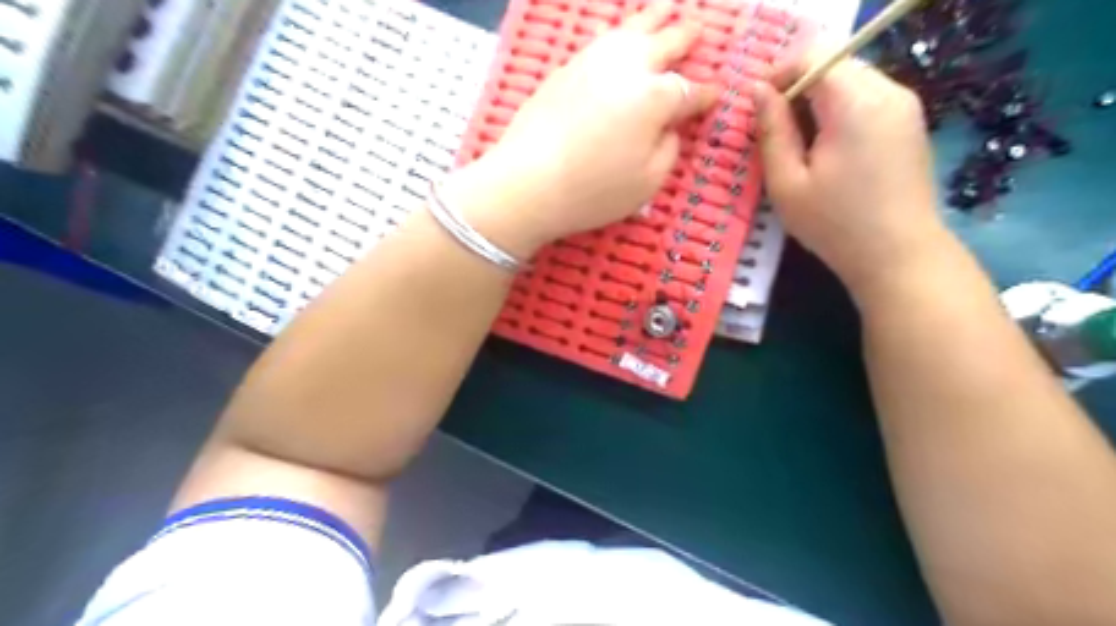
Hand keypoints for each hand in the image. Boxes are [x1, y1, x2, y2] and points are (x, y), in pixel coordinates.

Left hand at [448, 2, 720, 256]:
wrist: (527, 182)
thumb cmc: (593, 191)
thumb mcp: (648, 182)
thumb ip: (668, 149)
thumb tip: (668, 128)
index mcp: (656, 97)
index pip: (689, 92)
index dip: (705, 96)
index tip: (714, 96)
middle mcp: (628, 68)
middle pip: (664, 43)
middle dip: (685, 38)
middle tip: (697, 33)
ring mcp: (593, 62)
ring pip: (631, 30)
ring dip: (653, 19)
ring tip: (665, 9)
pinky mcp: (565, 68)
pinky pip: (601, 40)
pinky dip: (618, 34)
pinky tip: (620, 37)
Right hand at [753, 54, 945, 295]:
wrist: (899, 255)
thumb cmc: (834, 224)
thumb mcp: (787, 183)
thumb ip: (771, 131)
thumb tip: (758, 91)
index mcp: (855, 103)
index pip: (813, 56)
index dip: (779, 73)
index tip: (757, 108)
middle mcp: (888, 91)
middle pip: (834, 64)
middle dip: (798, 87)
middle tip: (774, 129)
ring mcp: (905, 105)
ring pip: (851, 79)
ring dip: (818, 100)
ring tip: (799, 143)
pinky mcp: (910, 122)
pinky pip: (868, 97)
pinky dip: (840, 110)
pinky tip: (829, 149)